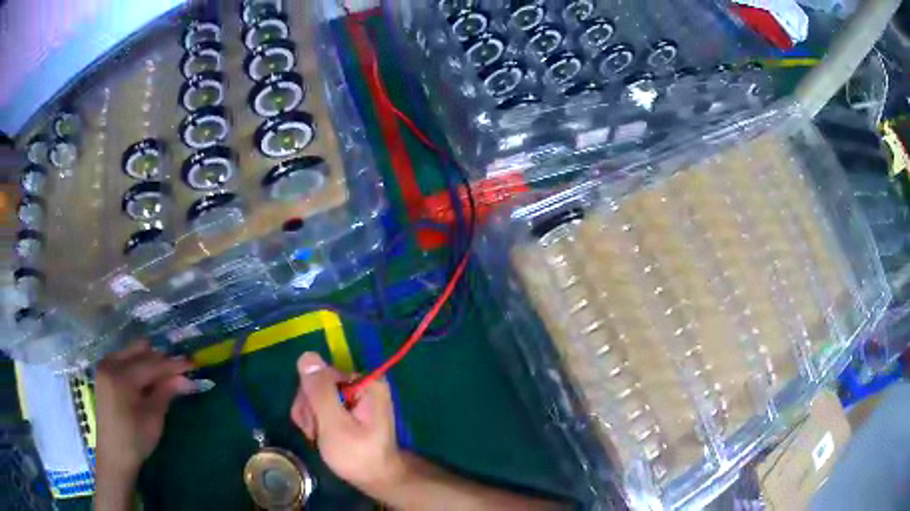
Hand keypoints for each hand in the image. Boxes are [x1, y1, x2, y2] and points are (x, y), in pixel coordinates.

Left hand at [95, 340, 193, 475]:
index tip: (192, 363)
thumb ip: (166, 392)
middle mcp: (110, 363)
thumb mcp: (154, 418)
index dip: (173, 364)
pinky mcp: (104, 371)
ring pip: (132, 352)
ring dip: (149, 360)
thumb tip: (186, 377)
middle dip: (161, 358)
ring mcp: (105, 365)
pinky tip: (148, 379)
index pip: (151, 363)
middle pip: (140, 350)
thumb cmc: (135, 440)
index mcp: (121, 376)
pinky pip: (124, 358)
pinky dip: (138, 364)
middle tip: (179, 370)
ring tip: (165, 375)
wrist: (114, 454)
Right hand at [289, 352, 404, 492]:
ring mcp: (356, 395)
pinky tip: (324, 437)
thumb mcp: (335, 425)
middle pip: (317, 385)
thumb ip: (319, 392)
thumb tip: (307, 356)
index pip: (320, 375)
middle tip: (320, 435)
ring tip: (323, 439)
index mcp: (366, 382)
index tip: (317, 426)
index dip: (311, 401)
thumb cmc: (358, 456)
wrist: (376, 479)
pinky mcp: (350, 407)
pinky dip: (318, 423)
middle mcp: (362, 383)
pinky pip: (323, 406)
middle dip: (311, 412)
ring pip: (316, 397)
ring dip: (313, 420)